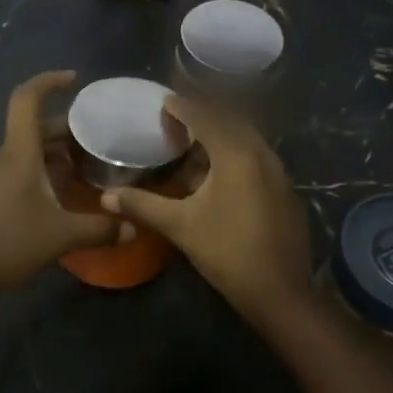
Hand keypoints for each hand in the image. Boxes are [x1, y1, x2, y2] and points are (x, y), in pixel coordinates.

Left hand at [0, 71, 125, 289]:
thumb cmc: (9, 242)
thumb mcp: (62, 236)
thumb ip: (100, 229)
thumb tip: (134, 228)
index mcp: (19, 153)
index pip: (27, 99)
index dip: (49, 81)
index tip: (74, 79)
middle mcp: (5, 156)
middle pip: (35, 126)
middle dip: (67, 126)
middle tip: (99, 136)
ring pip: (28, 148)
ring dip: (56, 150)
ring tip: (87, 163)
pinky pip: (21, 167)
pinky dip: (44, 168)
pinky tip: (63, 190)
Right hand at [101, 95, 311, 319]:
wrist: (280, 290)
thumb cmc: (227, 251)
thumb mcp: (180, 226)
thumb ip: (143, 205)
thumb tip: (106, 196)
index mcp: (236, 153)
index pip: (205, 117)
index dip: (182, 107)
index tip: (163, 102)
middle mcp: (261, 153)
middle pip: (229, 122)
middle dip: (203, 117)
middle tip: (177, 122)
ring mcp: (279, 171)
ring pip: (246, 139)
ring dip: (221, 136)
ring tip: (194, 146)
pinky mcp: (286, 190)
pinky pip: (258, 157)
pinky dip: (237, 154)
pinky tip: (220, 175)